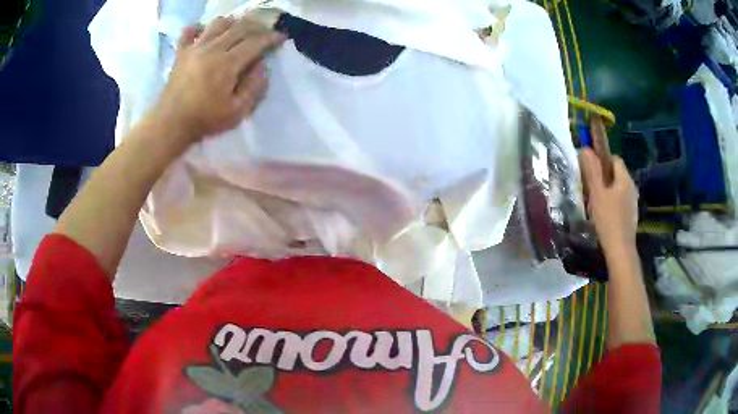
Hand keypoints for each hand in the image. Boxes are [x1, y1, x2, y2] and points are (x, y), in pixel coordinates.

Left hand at [151, 16, 284, 142]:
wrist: (171, 124)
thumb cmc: (205, 119)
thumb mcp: (237, 111)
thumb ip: (254, 87)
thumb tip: (262, 66)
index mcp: (228, 63)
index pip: (255, 42)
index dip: (270, 38)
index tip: (280, 38)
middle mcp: (213, 49)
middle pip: (239, 28)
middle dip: (256, 27)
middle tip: (264, 33)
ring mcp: (195, 48)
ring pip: (217, 24)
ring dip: (232, 23)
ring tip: (238, 29)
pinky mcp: (181, 53)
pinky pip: (188, 32)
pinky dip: (197, 27)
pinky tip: (203, 32)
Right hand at [580, 148, 638, 255]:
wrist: (620, 250)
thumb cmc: (608, 219)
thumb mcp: (597, 193)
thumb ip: (593, 171)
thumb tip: (586, 149)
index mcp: (625, 179)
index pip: (615, 159)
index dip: (602, 159)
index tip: (591, 169)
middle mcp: (632, 187)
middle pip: (617, 174)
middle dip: (604, 176)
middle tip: (590, 186)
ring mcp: (633, 203)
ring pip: (618, 188)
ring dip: (608, 190)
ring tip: (595, 201)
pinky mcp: (631, 216)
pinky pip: (621, 201)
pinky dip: (612, 203)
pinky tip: (604, 215)